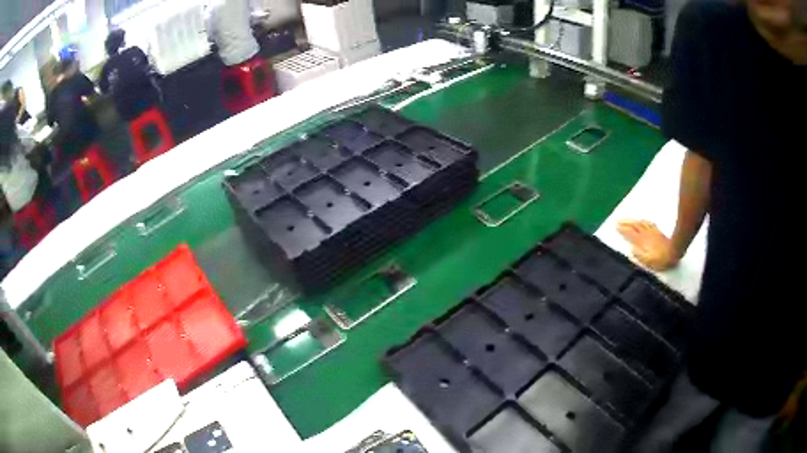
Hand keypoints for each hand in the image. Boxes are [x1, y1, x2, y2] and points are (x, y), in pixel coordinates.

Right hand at [617, 220, 681, 270]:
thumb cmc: (661, 260)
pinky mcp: (657, 232)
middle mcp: (645, 235)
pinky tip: (641, 220)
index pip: (630, 234)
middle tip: (617, 221)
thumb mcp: (648, 262)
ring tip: (626, 219)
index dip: (622, 230)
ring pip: (640, 223)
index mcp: (642, 242)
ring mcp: (651, 232)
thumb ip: (638, 255)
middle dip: (625, 223)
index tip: (615, 226)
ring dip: (632, 221)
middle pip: (634, 226)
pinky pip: (647, 223)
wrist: (675, 251)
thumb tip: (631, 249)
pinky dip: (642, 221)